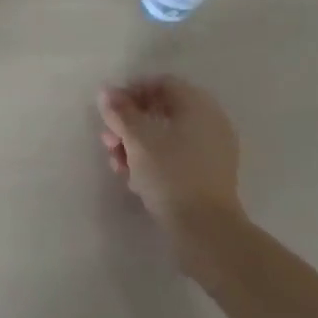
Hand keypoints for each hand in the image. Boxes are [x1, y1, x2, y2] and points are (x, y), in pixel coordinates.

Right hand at [98, 76, 243, 231]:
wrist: (207, 233)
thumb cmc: (171, 174)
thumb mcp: (138, 139)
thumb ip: (120, 112)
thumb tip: (106, 92)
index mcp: (198, 105)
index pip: (161, 84)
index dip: (131, 92)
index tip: (109, 110)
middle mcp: (209, 122)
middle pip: (161, 111)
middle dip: (130, 124)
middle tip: (108, 140)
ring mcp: (211, 152)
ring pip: (166, 138)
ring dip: (136, 146)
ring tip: (116, 164)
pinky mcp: (208, 178)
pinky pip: (176, 159)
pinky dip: (153, 163)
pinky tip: (133, 180)